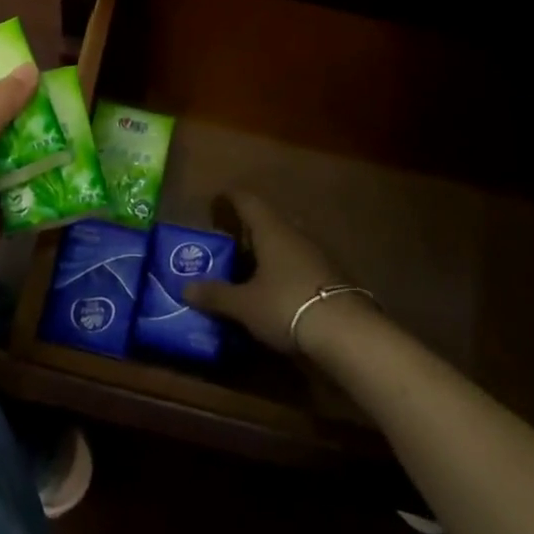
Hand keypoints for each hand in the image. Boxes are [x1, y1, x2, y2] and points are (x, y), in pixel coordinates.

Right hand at [181, 192, 354, 353]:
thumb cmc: (287, 306)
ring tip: (251, 271)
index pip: (248, 201)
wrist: (348, 334)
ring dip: (269, 252)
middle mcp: (295, 234)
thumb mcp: (245, 306)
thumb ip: (216, 295)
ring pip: (287, 244)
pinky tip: (279, 291)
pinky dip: (286, 271)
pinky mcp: (334, 277)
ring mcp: (319, 254)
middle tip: (229, 244)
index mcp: (271, 230)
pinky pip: (302, 264)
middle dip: (249, 231)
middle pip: (269, 222)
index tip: (218, 201)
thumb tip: (185, 288)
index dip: (231, 198)